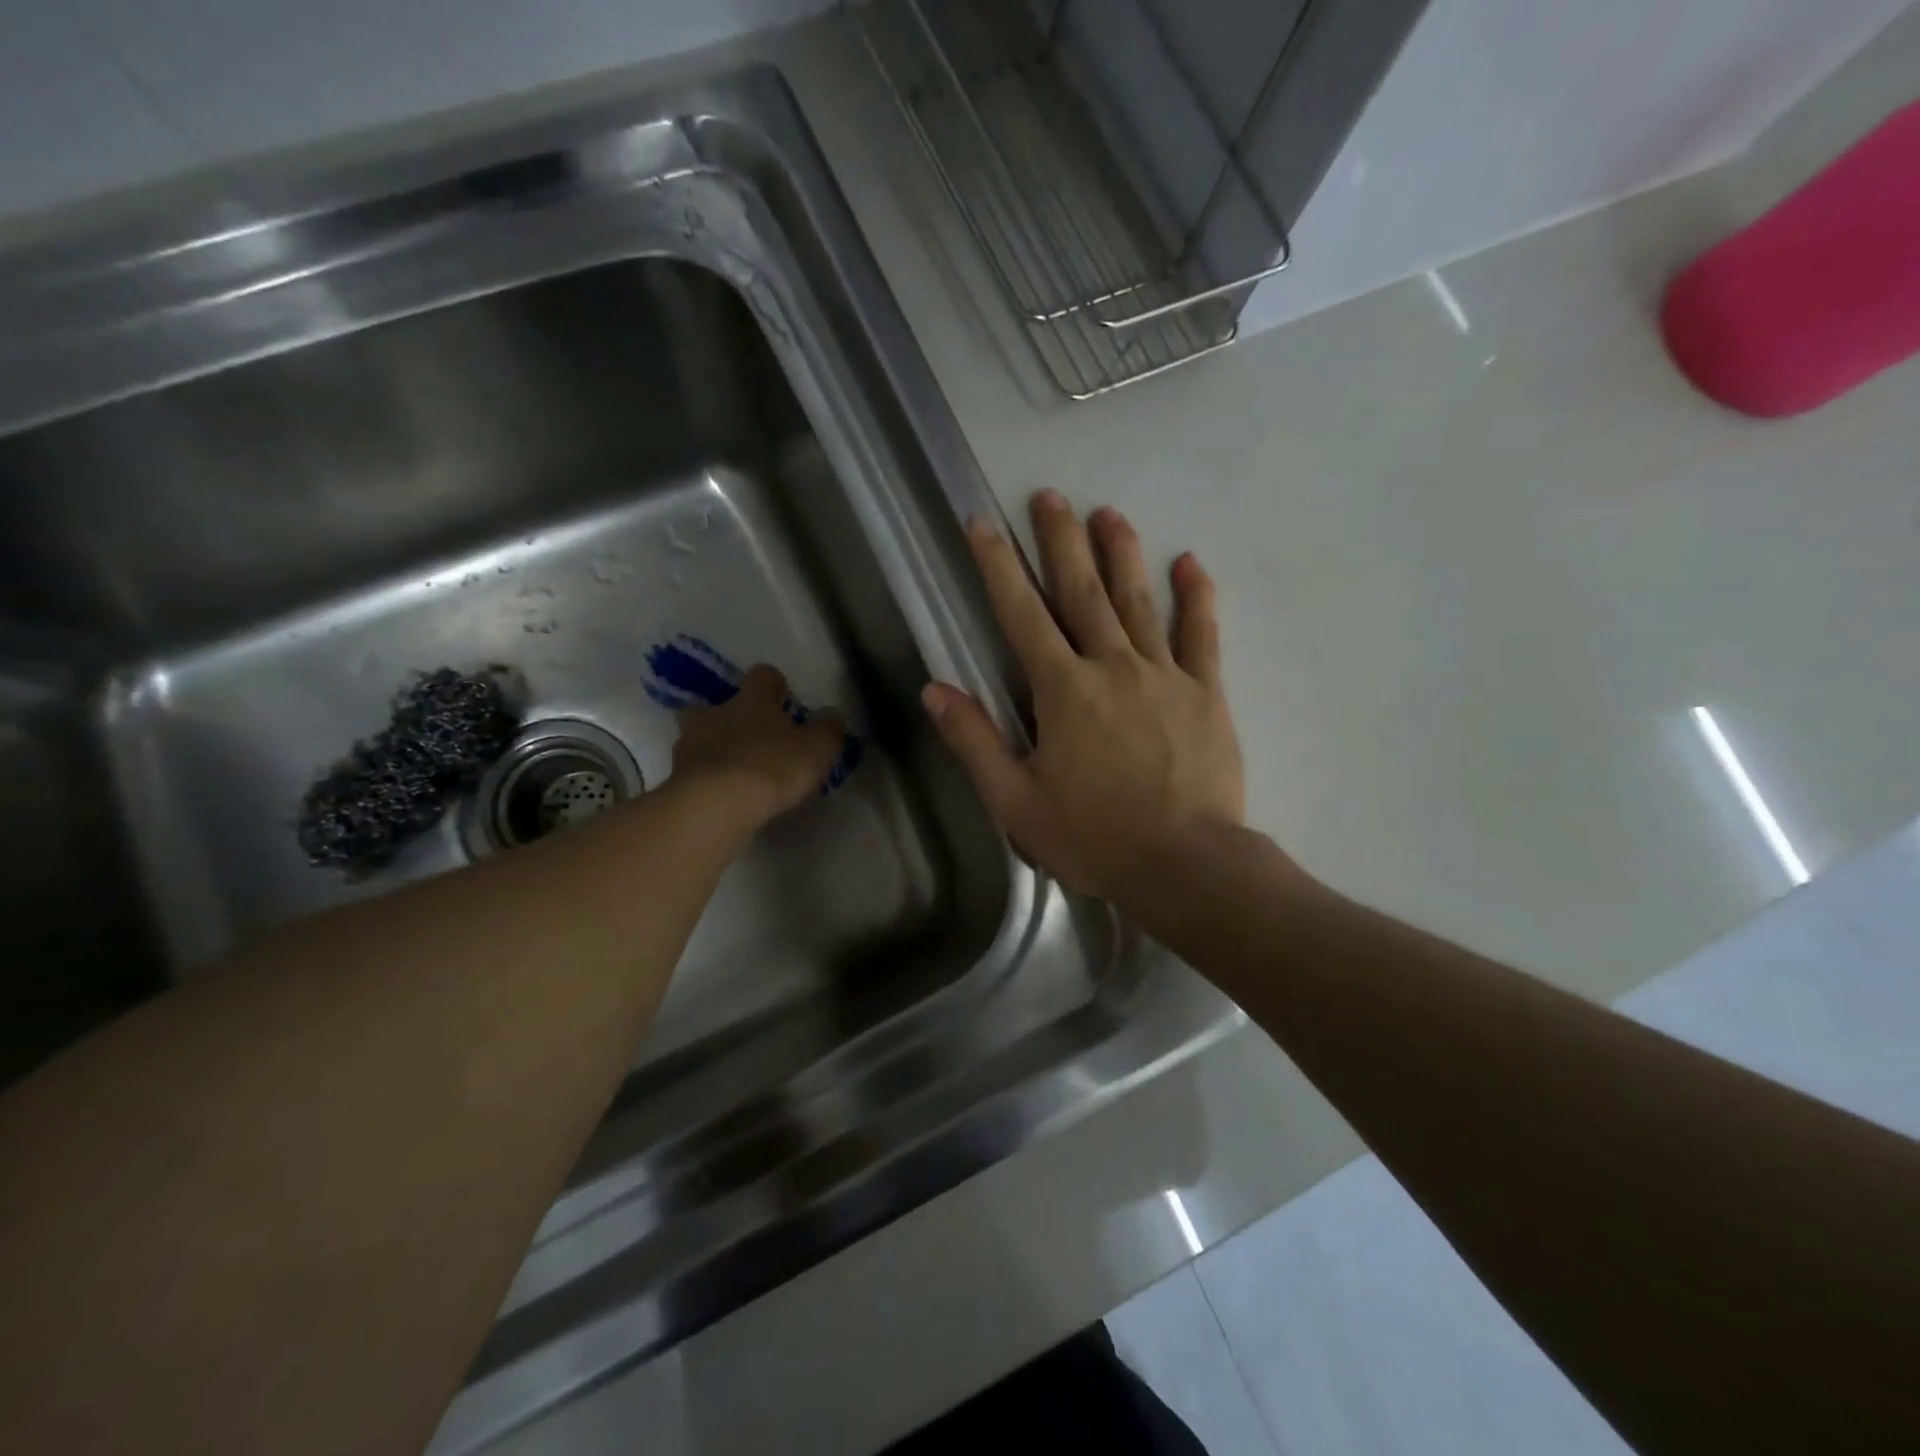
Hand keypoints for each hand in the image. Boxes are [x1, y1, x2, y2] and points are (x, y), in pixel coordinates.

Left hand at [669, 664, 846, 829]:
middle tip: (746, 735)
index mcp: (752, 701)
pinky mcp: (676, 779)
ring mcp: (689, 746)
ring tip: (730, 770)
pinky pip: (691, 771)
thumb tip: (833, 715)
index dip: (774, 684)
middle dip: (727, 715)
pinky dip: (703, 778)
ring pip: (696, 736)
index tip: (784, 698)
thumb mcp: (817, 749)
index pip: (762, 676)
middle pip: (713, 703)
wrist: (716, 804)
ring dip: (710, 747)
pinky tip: (719, 795)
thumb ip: (828, 730)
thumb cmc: (772, 766)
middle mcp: (716, 714)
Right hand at [922, 490, 1245, 904]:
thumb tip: (935, 689)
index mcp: (1063, 691)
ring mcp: (1165, 675)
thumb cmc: (1094, 837)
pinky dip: (1196, 597)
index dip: (998, 566)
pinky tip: (1190, 563)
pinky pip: (1202, 635)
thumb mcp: (1016, 801)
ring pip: (1138, 601)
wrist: (1185, 864)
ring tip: (1108, 513)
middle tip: (1050, 496)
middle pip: (1082, 592)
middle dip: (1061, 541)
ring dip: (1121, 554)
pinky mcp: (1206, 692)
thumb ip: (974, 741)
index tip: (983, 523)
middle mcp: (1112, 666)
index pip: (1022, 614)